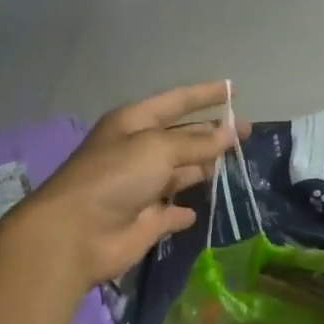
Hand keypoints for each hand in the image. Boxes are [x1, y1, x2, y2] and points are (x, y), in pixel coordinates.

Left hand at [7, 83, 241, 288]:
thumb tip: (228, 133)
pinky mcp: (147, 221)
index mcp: (134, 124)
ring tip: (236, 162)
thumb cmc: (115, 177)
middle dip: (212, 132)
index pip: (176, 102)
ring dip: (203, 168)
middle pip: (182, 137)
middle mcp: (138, 152)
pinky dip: (185, 211)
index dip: (204, 95)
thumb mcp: (157, 148)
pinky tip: (199, 210)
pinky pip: (172, 212)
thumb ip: (196, 142)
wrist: (77, 233)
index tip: (233, 89)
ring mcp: (142, 188)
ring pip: (180, 173)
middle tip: (246, 131)